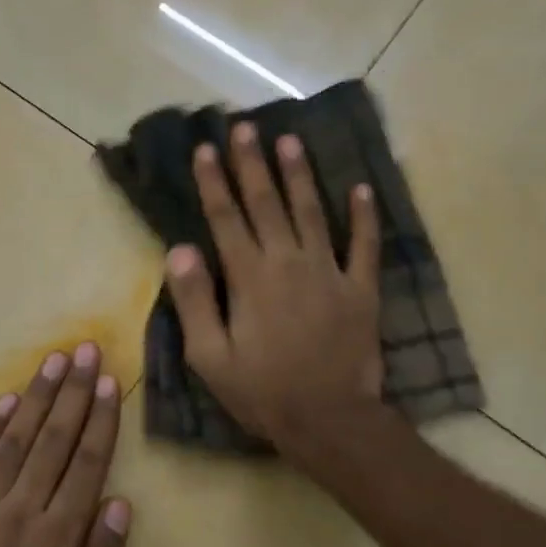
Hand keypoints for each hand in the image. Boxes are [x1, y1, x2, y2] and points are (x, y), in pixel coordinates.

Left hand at [0, 342, 131, 546]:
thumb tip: (119, 505)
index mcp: (54, 543)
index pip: (85, 466)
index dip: (99, 421)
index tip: (109, 383)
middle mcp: (16, 515)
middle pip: (51, 442)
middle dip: (72, 393)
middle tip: (85, 351)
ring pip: (12, 442)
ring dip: (36, 398)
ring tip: (53, 362)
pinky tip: (5, 401)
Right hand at [166, 123, 383, 463]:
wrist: (329, 419)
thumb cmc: (262, 391)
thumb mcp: (210, 356)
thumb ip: (195, 300)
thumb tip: (180, 249)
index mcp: (249, 278)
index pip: (226, 218)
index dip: (214, 182)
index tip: (205, 148)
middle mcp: (289, 262)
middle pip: (267, 204)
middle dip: (253, 163)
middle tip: (245, 127)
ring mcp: (330, 272)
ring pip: (312, 212)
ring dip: (300, 175)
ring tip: (290, 140)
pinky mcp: (361, 289)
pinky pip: (366, 245)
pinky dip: (365, 216)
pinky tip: (362, 188)